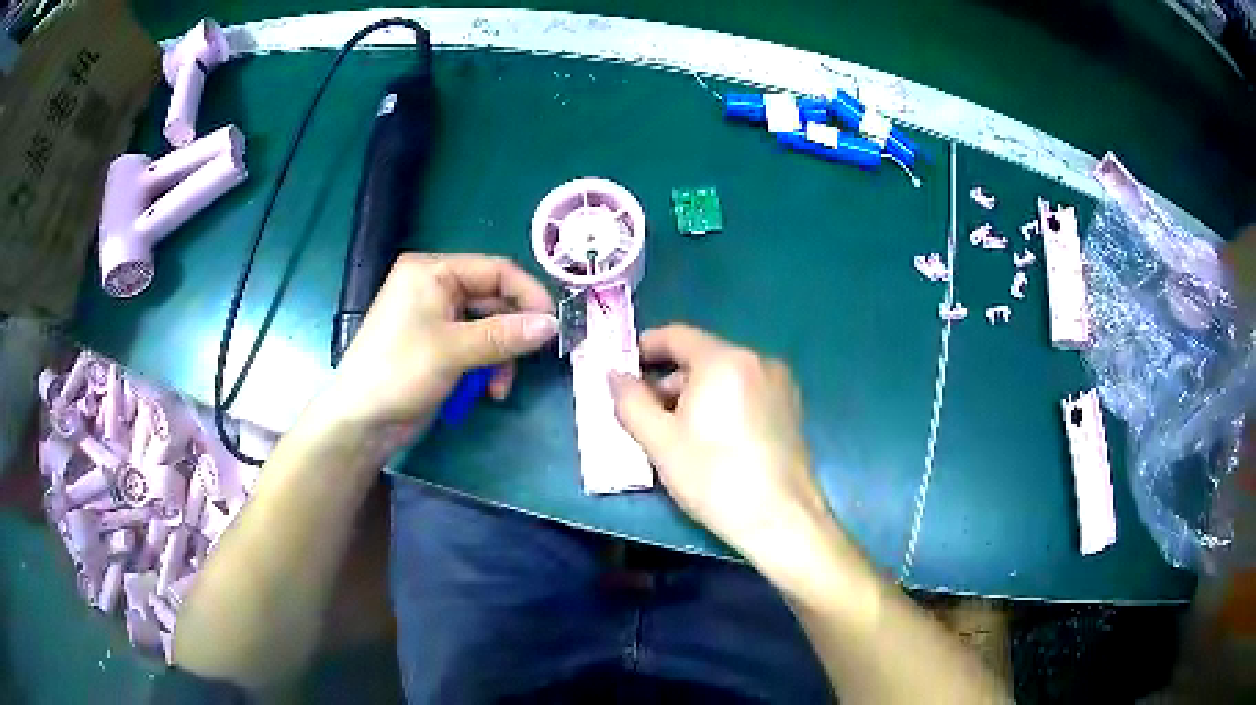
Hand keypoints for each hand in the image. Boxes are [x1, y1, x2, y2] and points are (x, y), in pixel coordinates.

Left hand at [322, 254, 556, 440]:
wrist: (361, 421)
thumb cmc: (399, 372)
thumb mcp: (454, 351)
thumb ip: (505, 335)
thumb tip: (552, 325)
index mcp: (432, 271)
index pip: (495, 270)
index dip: (528, 295)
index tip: (553, 325)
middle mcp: (436, 286)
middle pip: (494, 299)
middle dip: (513, 333)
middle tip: (532, 360)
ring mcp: (436, 316)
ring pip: (489, 326)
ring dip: (501, 356)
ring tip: (500, 386)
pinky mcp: (438, 344)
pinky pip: (476, 345)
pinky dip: (487, 366)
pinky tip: (488, 390)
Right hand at [609, 325, 833, 565]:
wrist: (781, 519)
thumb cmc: (714, 478)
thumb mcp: (659, 442)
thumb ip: (630, 401)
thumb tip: (614, 375)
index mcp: (724, 361)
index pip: (676, 335)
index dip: (645, 347)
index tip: (623, 369)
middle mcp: (757, 360)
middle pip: (701, 357)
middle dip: (669, 380)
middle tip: (646, 414)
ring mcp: (780, 384)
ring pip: (725, 376)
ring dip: (695, 395)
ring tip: (677, 434)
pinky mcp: (791, 408)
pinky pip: (746, 392)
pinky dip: (723, 404)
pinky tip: (713, 441)